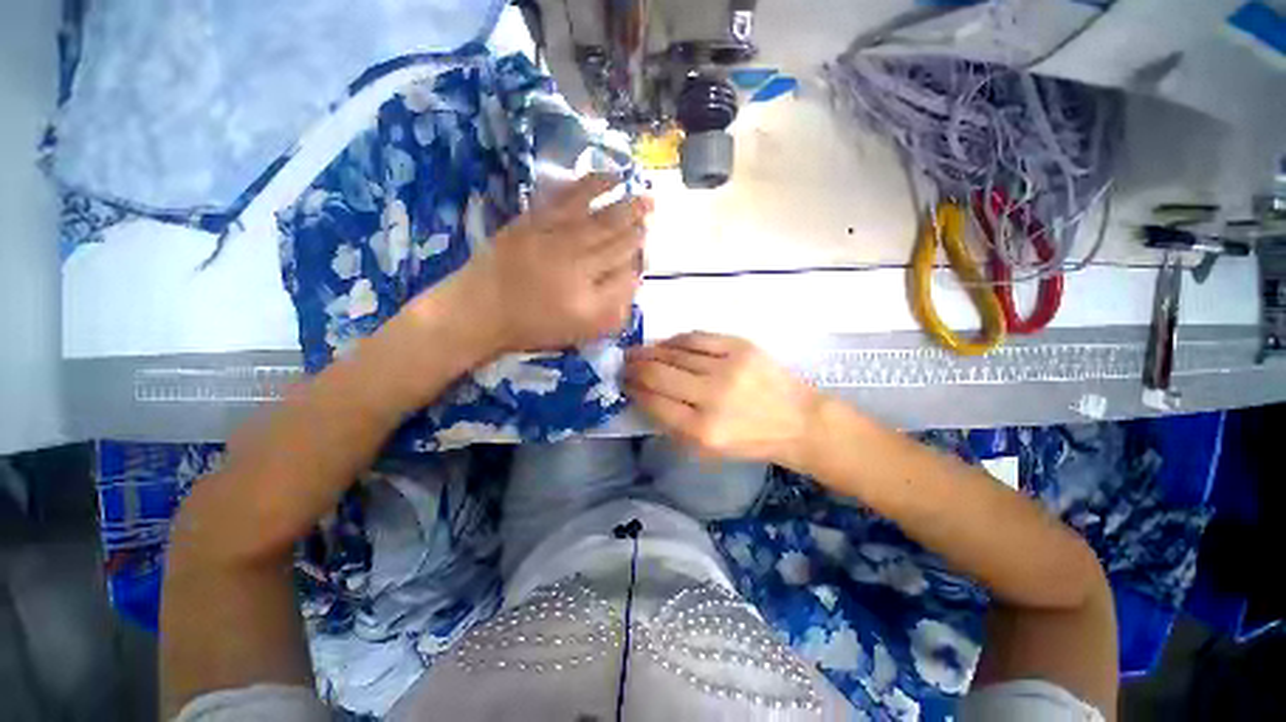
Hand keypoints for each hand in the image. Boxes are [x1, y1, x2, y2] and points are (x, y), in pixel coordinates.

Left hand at [454, 173, 651, 353]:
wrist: (481, 309)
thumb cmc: (534, 326)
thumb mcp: (581, 330)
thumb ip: (613, 309)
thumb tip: (634, 279)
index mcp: (590, 295)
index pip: (626, 270)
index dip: (639, 256)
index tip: (646, 244)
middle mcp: (578, 262)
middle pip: (616, 238)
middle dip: (638, 223)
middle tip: (653, 207)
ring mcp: (555, 237)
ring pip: (598, 216)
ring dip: (623, 203)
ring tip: (641, 192)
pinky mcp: (536, 220)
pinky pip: (568, 199)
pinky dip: (589, 186)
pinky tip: (606, 177)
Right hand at [624, 332, 821, 467]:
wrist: (797, 420)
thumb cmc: (750, 440)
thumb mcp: (708, 450)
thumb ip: (673, 424)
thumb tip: (644, 395)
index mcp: (703, 430)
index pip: (654, 403)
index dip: (634, 390)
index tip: (624, 383)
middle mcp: (712, 396)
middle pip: (659, 374)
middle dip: (635, 367)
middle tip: (624, 363)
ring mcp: (727, 367)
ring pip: (675, 352)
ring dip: (650, 351)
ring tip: (638, 352)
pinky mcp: (741, 346)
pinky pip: (697, 337)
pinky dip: (676, 340)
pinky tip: (666, 344)